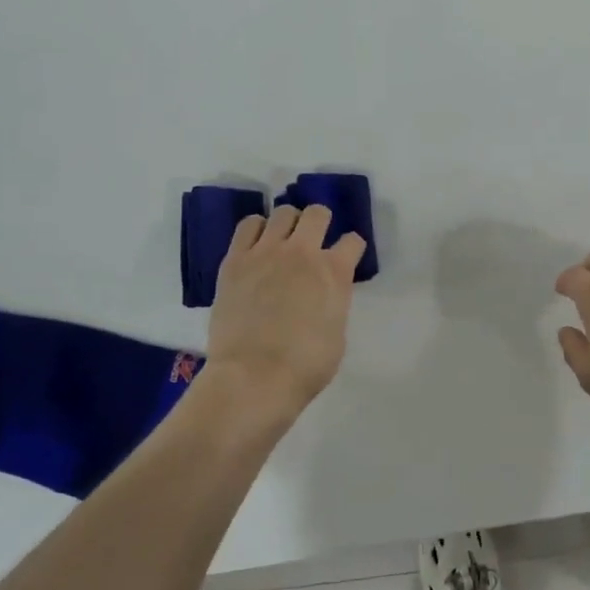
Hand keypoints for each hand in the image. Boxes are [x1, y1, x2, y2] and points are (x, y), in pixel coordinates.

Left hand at [205, 205, 365, 417]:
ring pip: (283, 212)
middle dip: (321, 221)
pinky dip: (256, 229)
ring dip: (289, 223)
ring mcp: (266, 252)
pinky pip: (248, 225)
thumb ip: (334, 302)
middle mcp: (303, 252)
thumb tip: (324, 296)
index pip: (353, 241)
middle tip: (314, 239)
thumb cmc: (305, 366)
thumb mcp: (338, 333)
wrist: (253, 377)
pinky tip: (257, 244)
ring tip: (284, 240)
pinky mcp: (235, 260)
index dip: (351, 248)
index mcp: (334, 272)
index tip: (347, 257)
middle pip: (318, 213)